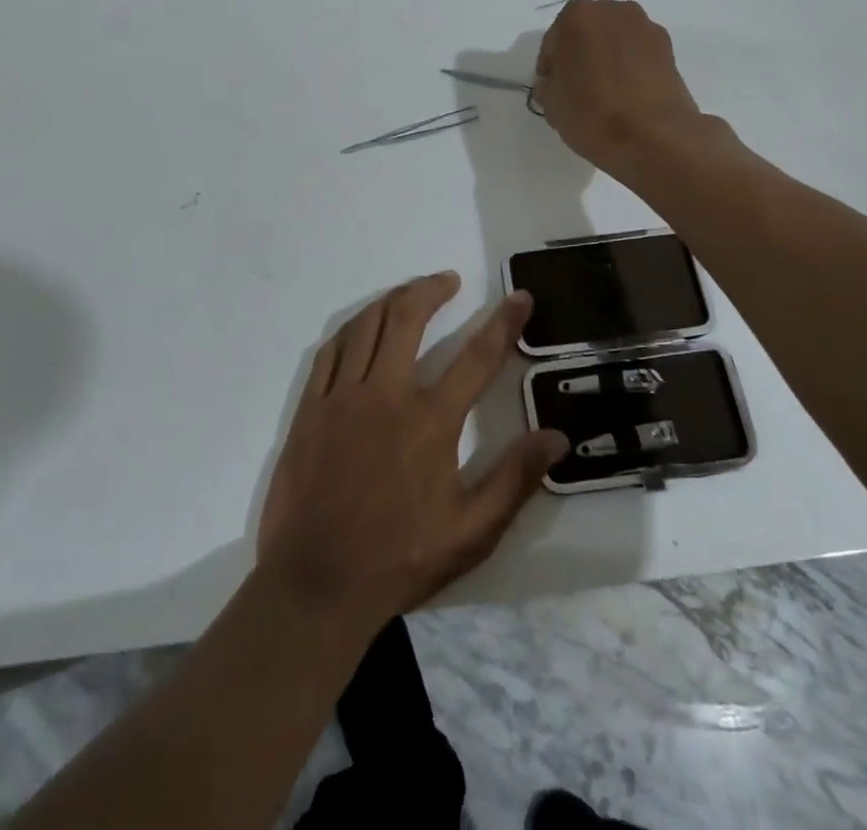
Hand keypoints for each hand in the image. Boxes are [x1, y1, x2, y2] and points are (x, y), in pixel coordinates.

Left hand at [256, 272, 568, 635]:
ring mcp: (342, 398)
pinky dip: (351, 329)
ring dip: (391, 300)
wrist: (315, 586)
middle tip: (448, 280)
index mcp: (430, 421)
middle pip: (408, 318)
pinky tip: (361, 327)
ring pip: (366, 325)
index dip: (503, 322)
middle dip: (432, 289)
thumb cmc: (398, 560)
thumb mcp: (471, 532)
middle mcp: (385, 395)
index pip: (477, 357)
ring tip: (409, 293)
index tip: (519, 297)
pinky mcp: (310, 409)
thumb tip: (556, 438)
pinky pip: (329, 351)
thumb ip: (514, 480)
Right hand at [532, 0, 705, 174]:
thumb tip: (558, 80)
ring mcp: (645, 27)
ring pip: (614, 41)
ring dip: (606, 59)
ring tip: (604, 93)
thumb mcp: (550, 103)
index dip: (550, 68)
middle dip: (579, 56)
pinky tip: (626, 95)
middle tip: (576, 88)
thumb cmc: (592, 115)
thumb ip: (548, 83)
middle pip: (586, 33)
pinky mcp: (668, 48)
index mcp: (577, 16)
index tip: (552, 90)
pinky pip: (637, 53)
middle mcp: (613, 10)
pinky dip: (629, 67)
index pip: (553, 42)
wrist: (654, 137)